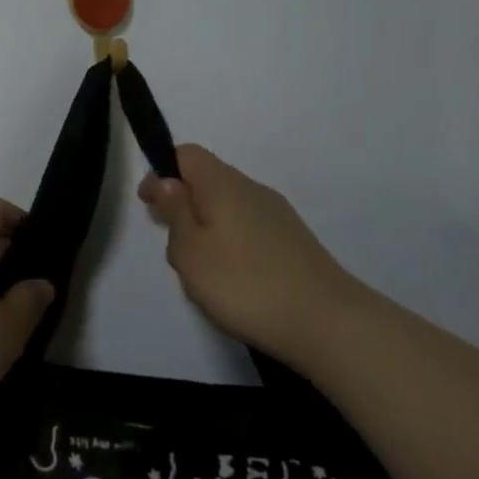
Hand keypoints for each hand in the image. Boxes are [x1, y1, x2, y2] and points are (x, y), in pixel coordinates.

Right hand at [139, 144, 359, 364]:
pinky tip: (234, 284)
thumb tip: (168, 180)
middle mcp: (252, 189)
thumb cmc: (245, 284)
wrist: (329, 324)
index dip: (161, 172)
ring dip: (207, 231)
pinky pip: (249, 231)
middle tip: (174, 248)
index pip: (186, 154)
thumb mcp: (191, 251)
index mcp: (223, 183)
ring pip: (228, 210)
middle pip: (207, 182)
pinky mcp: (294, 243)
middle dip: (184, 207)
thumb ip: (175, 212)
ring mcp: (278, 216)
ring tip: (202, 274)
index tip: (149, 206)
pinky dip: (232, 247)